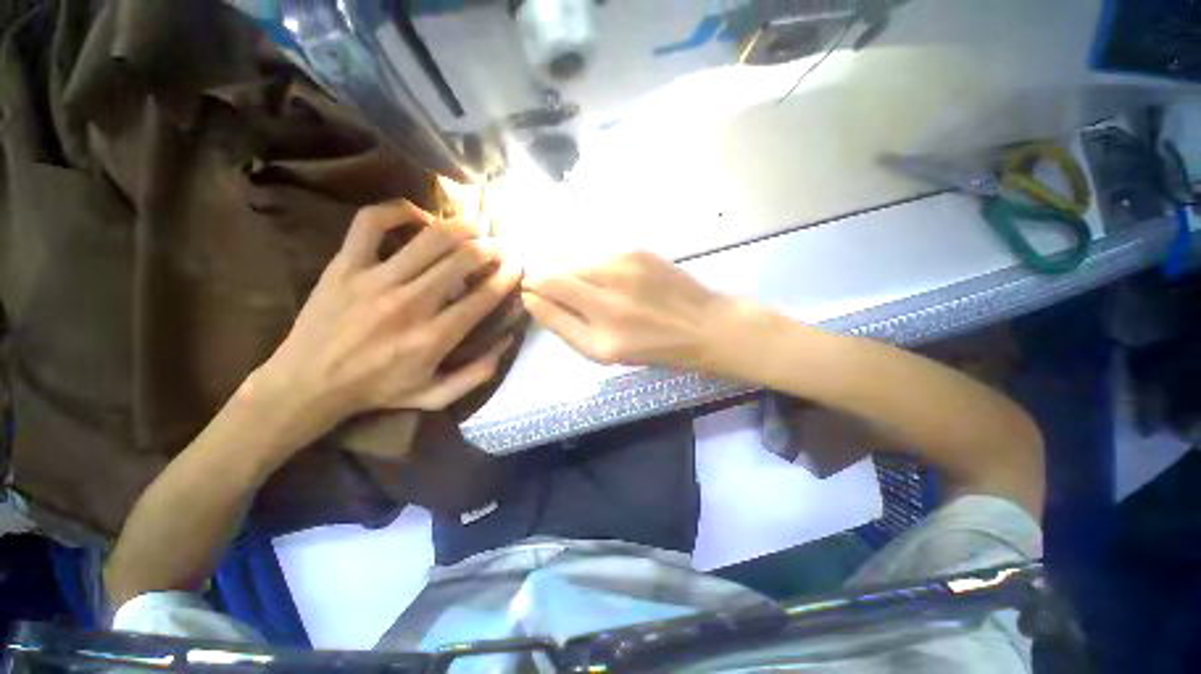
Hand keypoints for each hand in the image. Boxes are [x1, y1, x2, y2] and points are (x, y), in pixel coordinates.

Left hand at [247, 200, 520, 449]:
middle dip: (490, 249)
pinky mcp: (345, 265)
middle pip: (462, 261)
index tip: (517, 267)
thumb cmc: (378, 390)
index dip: (506, 277)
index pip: (483, 297)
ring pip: (429, 239)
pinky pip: (371, 223)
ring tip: (473, 227)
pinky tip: (419, 217)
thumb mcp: (435, 396)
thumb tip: (506, 342)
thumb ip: (477, 374)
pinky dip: (399, 211)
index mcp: (433, 337)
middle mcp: (410, 304)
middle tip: (500, 246)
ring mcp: (374, 280)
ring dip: (460, 228)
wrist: (307, 384)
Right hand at [521, 251, 737, 369]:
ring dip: (578, 276)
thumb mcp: (604, 353)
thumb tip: (531, 298)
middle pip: (556, 275)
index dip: (533, 290)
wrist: (703, 325)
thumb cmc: (652, 347)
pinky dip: (599, 268)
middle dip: (550, 281)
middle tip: (573, 296)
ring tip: (603, 292)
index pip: (546, 296)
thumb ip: (564, 326)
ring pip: (578, 264)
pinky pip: (601, 257)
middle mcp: (608, 297)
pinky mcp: (637, 250)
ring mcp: (624, 268)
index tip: (532, 292)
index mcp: (600, 334)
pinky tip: (620, 282)